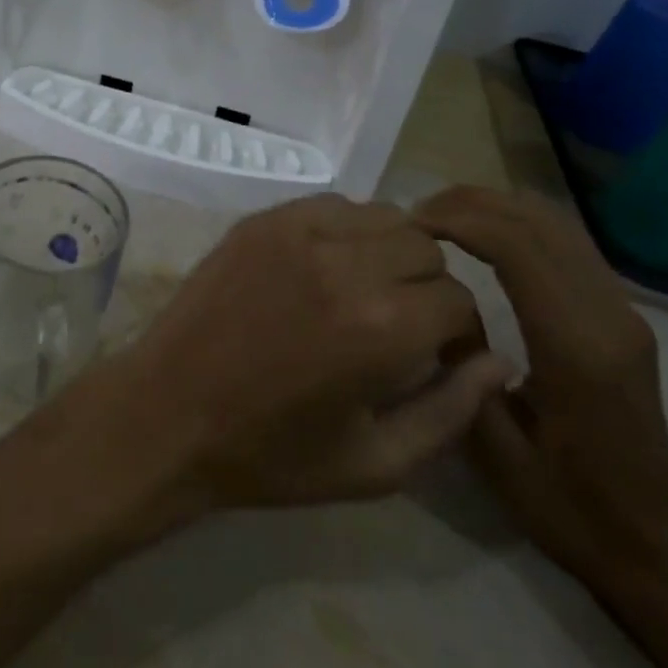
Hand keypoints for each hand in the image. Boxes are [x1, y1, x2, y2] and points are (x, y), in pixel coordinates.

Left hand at [122, 193, 510, 511]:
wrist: (169, 411)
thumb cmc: (273, 453)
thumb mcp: (376, 463)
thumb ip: (451, 410)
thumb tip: (498, 360)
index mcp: (382, 327)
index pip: (459, 299)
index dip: (457, 332)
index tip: (435, 355)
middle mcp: (346, 263)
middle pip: (427, 247)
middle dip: (428, 286)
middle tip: (400, 324)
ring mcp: (297, 231)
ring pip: (383, 215)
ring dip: (390, 251)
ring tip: (364, 291)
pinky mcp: (262, 219)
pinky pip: (332, 204)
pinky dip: (346, 230)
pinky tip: (325, 267)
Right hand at [411, 187, 667, 589]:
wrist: (655, 542)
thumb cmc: (567, 504)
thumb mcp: (495, 451)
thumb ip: (462, 368)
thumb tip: (437, 303)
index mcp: (576, 348)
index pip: (517, 249)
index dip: (460, 222)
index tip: (411, 225)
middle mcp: (607, 315)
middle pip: (537, 223)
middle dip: (471, 203)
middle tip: (416, 213)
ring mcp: (622, 309)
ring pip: (555, 223)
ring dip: (495, 207)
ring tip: (441, 216)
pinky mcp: (621, 312)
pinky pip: (566, 242)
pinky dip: (517, 223)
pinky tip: (482, 234)